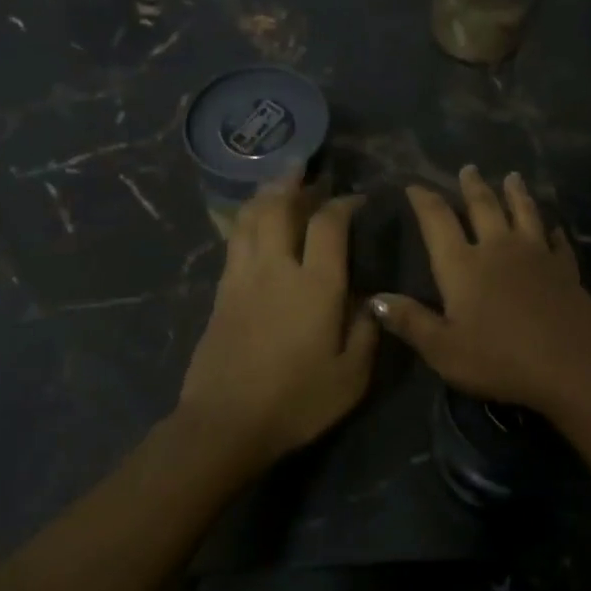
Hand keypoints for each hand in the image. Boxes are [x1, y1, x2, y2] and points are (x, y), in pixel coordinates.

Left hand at [178, 169, 377, 472]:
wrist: (225, 424)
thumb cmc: (297, 401)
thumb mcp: (352, 376)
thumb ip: (367, 330)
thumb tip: (369, 298)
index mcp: (316, 285)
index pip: (329, 224)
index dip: (344, 203)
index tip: (357, 198)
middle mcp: (278, 269)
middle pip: (281, 207)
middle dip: (295, 182)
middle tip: (306, 166)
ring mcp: (244, 277)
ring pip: (251, 218)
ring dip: (267, 193)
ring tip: (279, 180)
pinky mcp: (221, 292)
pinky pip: (234, 240)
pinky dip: (246, 219)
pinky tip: (253, 219)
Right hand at [370, 166, 590, 418]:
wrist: (570, 363)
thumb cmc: (499, 358)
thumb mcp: (444, 349)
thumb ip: (411, 321)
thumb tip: (375, 298)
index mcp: (462, 265)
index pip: (437, 221)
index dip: (424, 200)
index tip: (414, 185)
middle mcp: (497, 248)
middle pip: (483, 206)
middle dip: (472, 186)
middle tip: (468, 167)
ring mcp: (535, 253)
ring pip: (523, 212)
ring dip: (516, 193)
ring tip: (512, 177)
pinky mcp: (564, 267)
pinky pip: (556, 241)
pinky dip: (552, 230)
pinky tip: (553, 227)